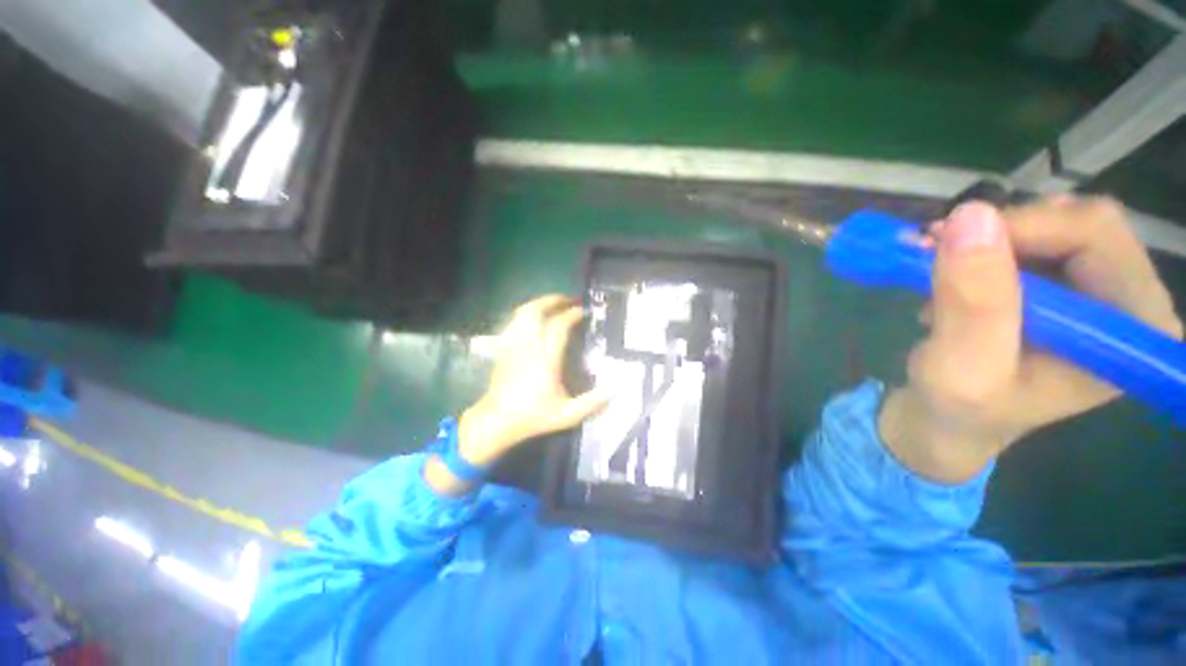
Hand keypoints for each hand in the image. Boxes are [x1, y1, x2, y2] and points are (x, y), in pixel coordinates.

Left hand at [426, 294, 607, 494]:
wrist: (497, 421)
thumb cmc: (533, 416)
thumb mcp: (567, 414)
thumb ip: (593, 402)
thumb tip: (618, 389)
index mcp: (546, 359)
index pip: (559, 326)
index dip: (572, 314)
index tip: (584, 311)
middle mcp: (528, 346)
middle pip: (537, 311)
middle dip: (554, 300)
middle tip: (569, 300)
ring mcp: (513, 345)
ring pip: (522, 313)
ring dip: (539, 304)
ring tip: (553, 305)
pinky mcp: (503, 348)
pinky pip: (513, 322)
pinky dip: (525, 315)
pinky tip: (532, 319)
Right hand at [879, 197, 1182, 482]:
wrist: (951, 422)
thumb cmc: (962, 409)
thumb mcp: (962, 369)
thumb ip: (975, 303)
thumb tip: (970, 216)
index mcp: (1134, 329)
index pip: (1095, 234)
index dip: (1020, 228)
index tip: (945, 244)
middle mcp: (1131, 301)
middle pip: (1078, 222)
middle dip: (1000, 231)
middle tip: (934, 251)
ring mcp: (1103, 291)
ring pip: (1052, 223)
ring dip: (987, 241)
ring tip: (939, 276)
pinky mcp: (1070, 287)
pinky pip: (1034, 238)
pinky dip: (984, 249)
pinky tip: (954, 280)